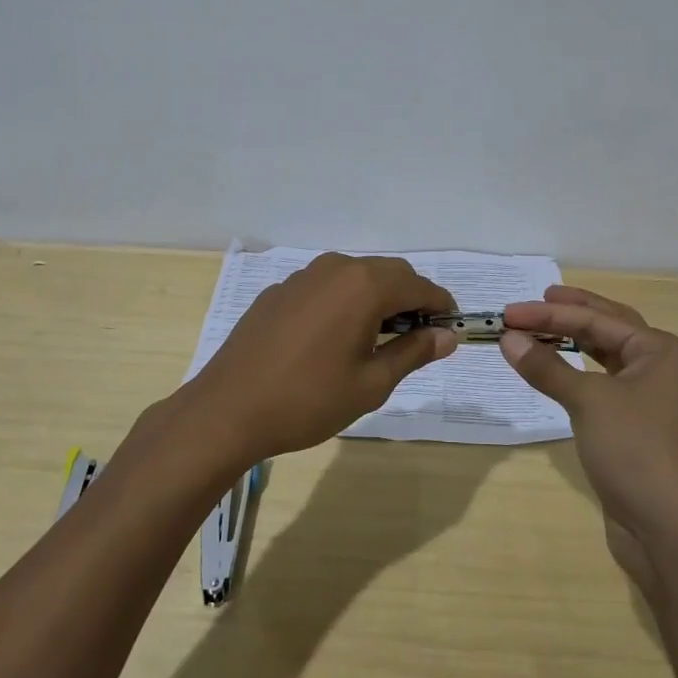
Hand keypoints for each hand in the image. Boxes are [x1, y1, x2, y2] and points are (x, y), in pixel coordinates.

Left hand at [181, 254, 457, 462]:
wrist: (228, 409)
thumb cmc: (309, 400)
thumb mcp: (371, 383)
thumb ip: (413, 352)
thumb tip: (447, 336)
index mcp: (364, 285)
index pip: (419, 285)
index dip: (440, 306)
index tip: (449, 330)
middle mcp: (335, 268)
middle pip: (389, 273)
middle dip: (410, 300)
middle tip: (416, 340)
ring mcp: (302, 276)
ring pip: (355, 277)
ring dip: (376, 299)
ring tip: (375, 341)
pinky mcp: (279, 291)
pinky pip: (325, 287)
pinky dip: (343, 303)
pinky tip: (332, 340)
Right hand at [498, 286, 677, 594]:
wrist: (674, 534)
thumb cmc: (638, 453)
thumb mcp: (588, 402)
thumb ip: (547, 367)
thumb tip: (509, 338)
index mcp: (663, 351)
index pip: (598, 319)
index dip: (549, 314)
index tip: (507, 312)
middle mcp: (663, 368)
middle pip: (609, 328)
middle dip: (571, 313)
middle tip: (537, 299)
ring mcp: (654, 400)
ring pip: (607, 358)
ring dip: (573, 342)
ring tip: (542, 328)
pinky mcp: (640, 429)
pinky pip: (604, 386)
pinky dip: (577, 374)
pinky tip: (558, 371)